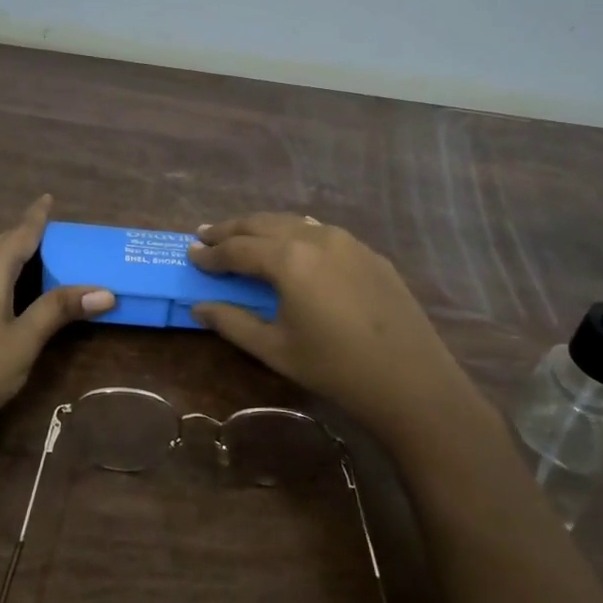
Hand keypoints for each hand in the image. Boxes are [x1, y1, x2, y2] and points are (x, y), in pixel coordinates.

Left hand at [0, 196, 113, 462]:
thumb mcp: (25, 340)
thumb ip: (60, 309)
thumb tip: (105, 291)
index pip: (19, 234)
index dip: (36, 216)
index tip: (48, 198)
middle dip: (23, 235)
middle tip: (52, 234)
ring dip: (7, 255)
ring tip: (33, 259)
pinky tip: (2, 291)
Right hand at [189, 213, 488, 443]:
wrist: (412, 380)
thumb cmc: (335, 368)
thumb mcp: (275, 349)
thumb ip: (232, 322)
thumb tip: (199, 306)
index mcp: (288, 259)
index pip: (238, 249)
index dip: (211, 253)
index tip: (190, 254)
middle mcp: (316, 237)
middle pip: (263, 223)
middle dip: (231, 229)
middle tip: (207, 235)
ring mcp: (347, 241)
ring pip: (294, 222)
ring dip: (263, 227)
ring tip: (243, 236)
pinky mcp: (369, 253)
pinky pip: (323, 232)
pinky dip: (296, 233)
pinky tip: (292, 245)